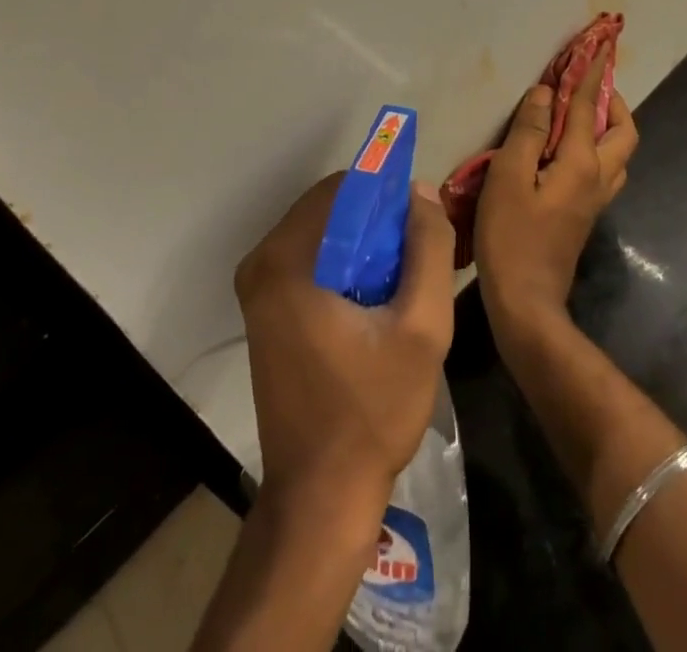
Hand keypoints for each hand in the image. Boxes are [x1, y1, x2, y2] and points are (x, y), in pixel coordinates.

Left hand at [234, 173, 455, 510]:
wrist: (321, 499)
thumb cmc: (371, 411)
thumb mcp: (421, 327)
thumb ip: (428, 247)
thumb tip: (421, 191)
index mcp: (286, 260)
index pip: (342, 187)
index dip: (387, 195)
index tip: (420, 226)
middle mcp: (261, 263)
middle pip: (331, 208)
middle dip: (378, 222)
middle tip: (416, 259)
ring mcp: (258, 289)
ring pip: (324, 233)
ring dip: (365, 244)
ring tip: (402, 282)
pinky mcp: (265, 311)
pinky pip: (313, 260)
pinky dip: (347, 265)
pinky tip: (377, 301)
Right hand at [475, 43, 637, 338]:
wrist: (526, 302)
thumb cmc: (511, 236)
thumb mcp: (508, 177)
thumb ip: (528, 133)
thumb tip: (543, 94)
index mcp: (581, 163)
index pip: (587, 108)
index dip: (588, 76)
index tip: (594, 50)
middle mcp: (598, 178)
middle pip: (624, 133)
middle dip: (613, 103)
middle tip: (589, 87)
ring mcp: (596, 200)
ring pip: (619, 154)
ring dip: (608, 127)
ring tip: (580, 114)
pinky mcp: (586, 215)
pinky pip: (605, 170)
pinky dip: (597, 148)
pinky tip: (568, 151)